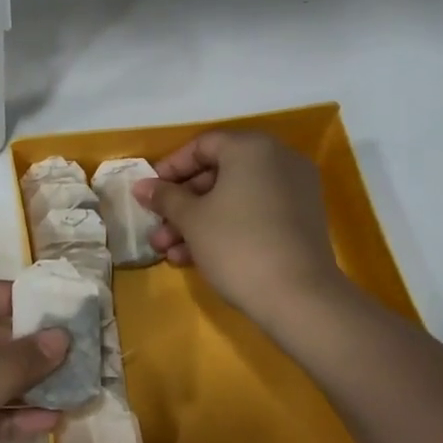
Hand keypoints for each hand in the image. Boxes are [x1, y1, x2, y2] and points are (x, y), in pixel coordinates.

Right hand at [136, 131, 346, 329]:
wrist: (298, 297)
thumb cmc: (236, 245)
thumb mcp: (191, 219)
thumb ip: (165, 197)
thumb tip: (142, 186)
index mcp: (252, 148)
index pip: (202, 146)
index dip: (170, 168)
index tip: (149, 194)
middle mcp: (278, 160)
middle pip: (218, 173)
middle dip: (181, 204)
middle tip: (156, 229)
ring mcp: (294, 191)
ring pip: (234, 198)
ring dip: (197, 222)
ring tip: (168, 252)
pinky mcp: (300, 221)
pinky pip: (254, 213)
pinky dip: (226, 228)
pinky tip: (195, 258)